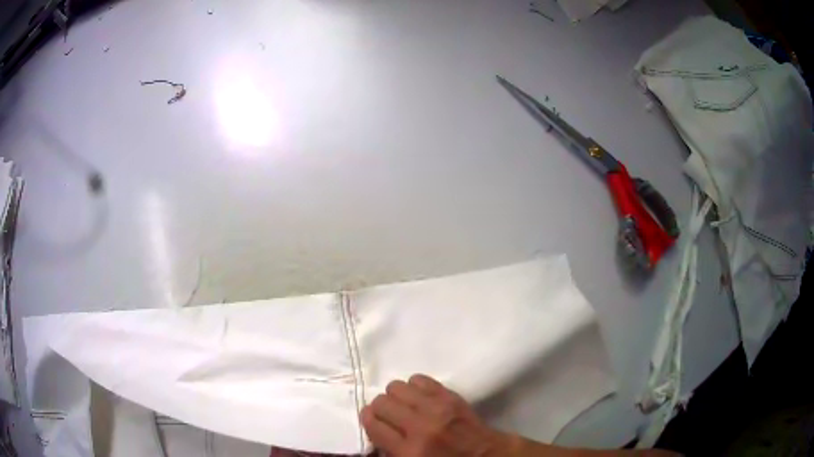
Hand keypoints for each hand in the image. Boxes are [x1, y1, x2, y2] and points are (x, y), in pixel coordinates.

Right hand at [361, 374, 516, 456]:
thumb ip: (389, 450)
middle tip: (389, 416)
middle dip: (380, 409)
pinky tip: (420, 398)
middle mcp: (419, 427)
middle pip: (381, 403)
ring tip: (405, 406)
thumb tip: (374, 430)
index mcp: (408, 451)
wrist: (486, 455)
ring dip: (396, 397)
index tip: (372, 421)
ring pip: (397, 387)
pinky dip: (415, 387)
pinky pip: (419, 379)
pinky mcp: (450, 396)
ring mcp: (437, 408)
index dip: (367, 420)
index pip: (372, 424)